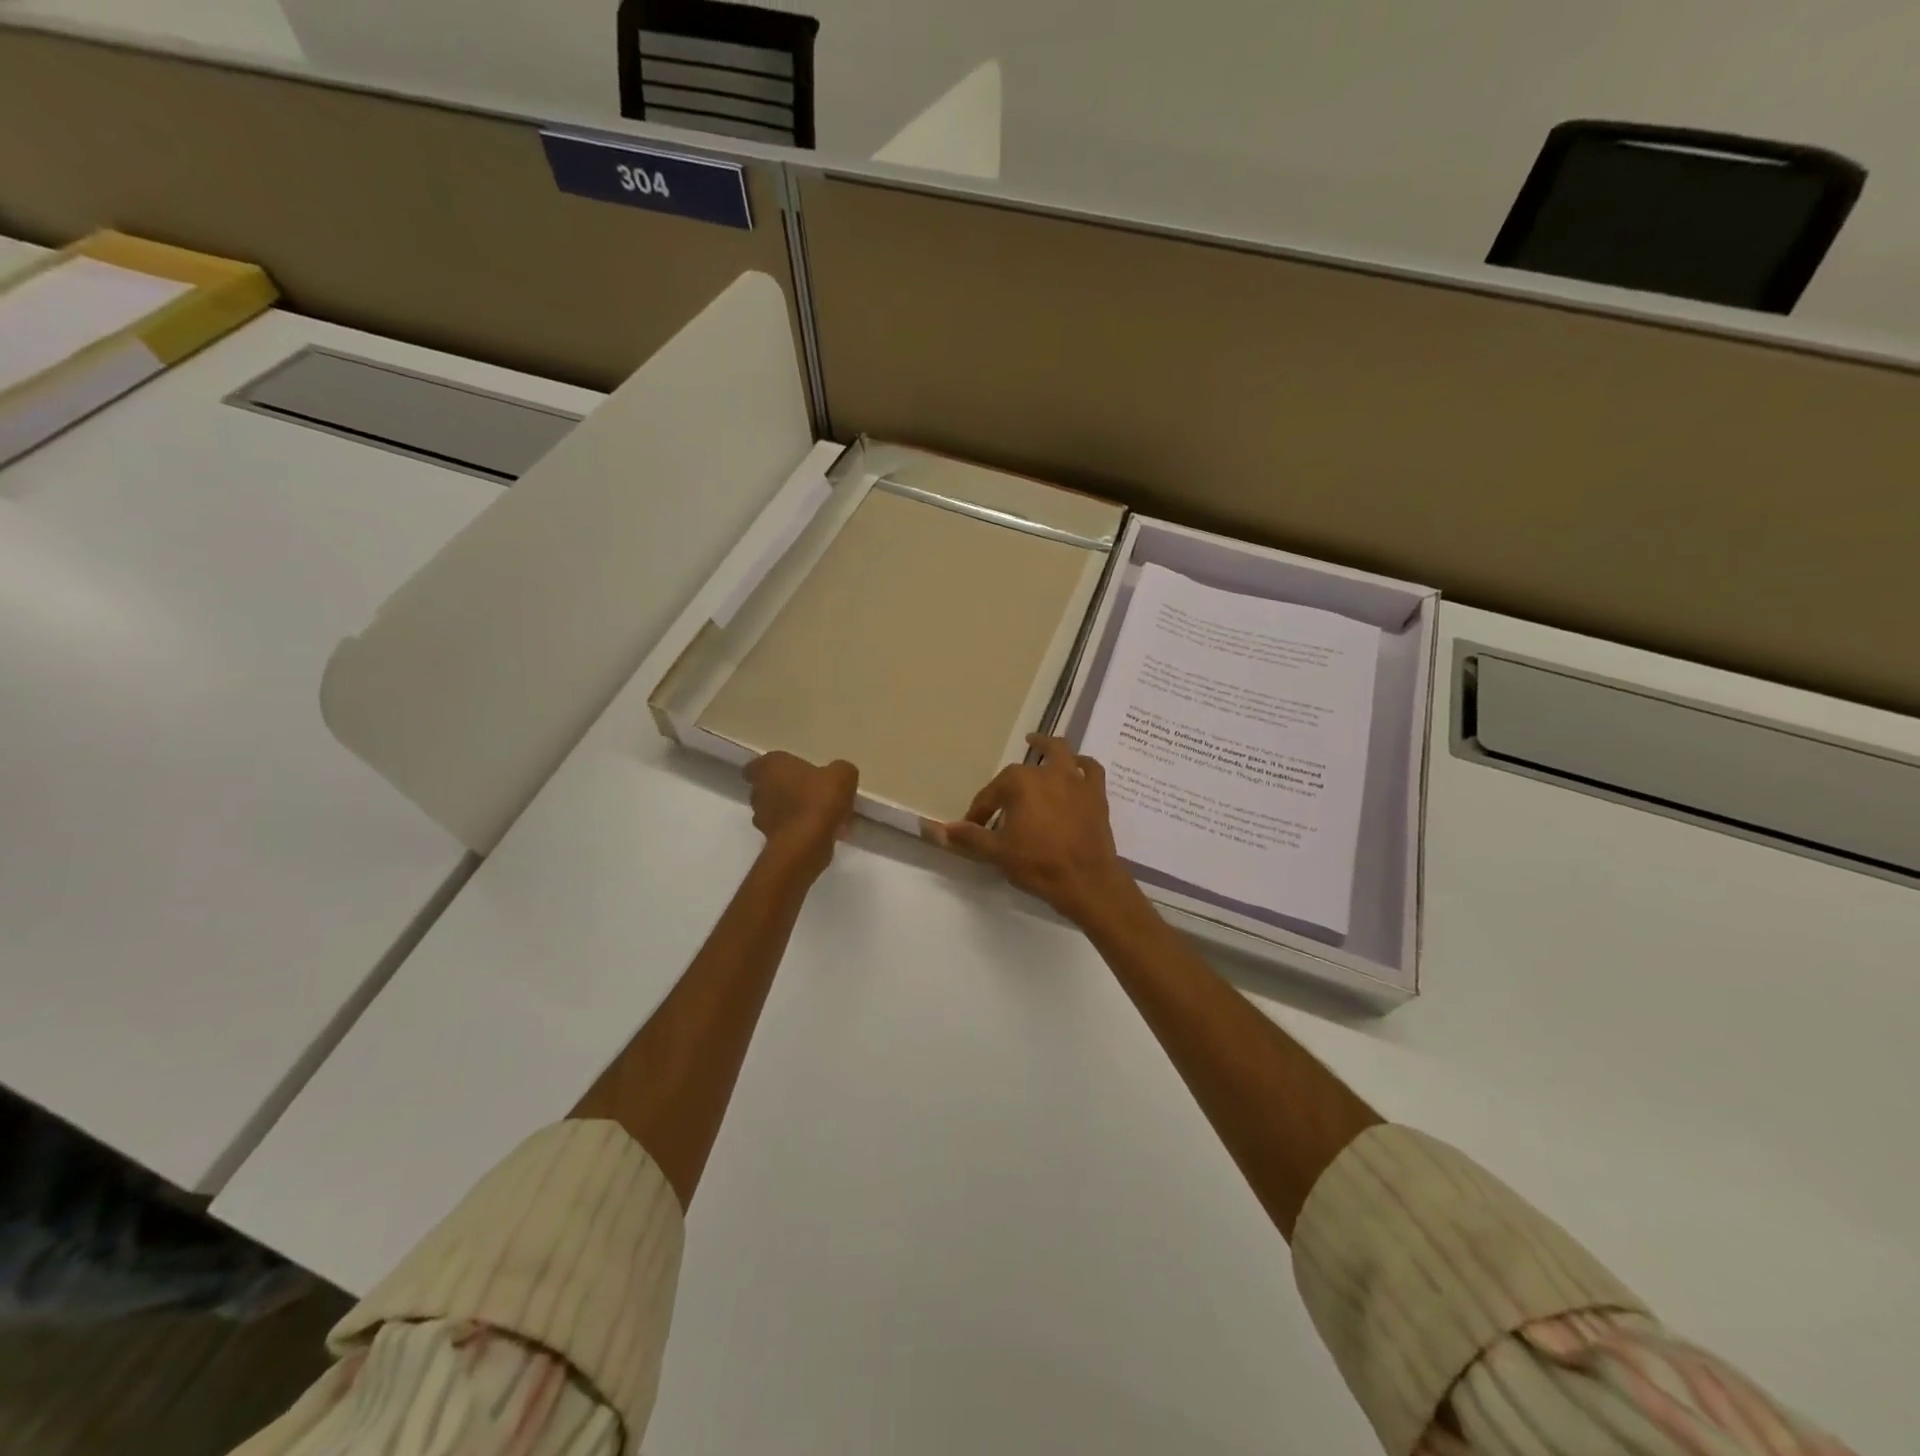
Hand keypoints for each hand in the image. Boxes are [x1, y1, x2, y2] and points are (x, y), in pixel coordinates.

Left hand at [744, 752, 858, 878]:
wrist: (808, 843)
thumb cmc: (819, 799)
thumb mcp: (842, 774)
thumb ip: (839, 770)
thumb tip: (836, 775)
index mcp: (770, 767)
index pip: (756, 766)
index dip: (772, 769)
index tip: (789, 773)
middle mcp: (759, 791)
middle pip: (767, 788)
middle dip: (785, 790)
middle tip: (810, 792)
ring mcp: (762, 818)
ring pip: (776, 811)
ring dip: (792, 812)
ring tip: (819, 815)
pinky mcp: (770, 841)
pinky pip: (786, 830)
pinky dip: (799, 830)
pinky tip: (821, 832)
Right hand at [937, 735, 1137, 925]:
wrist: (1088, 881)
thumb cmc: (1039, 864)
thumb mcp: (997, 853)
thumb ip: (968, 837)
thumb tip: (936, 829)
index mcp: (1020, 783)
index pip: (991, 795)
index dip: (979, 812)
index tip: (973, 828)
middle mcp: (1047, 773)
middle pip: (1021, 773)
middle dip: (1006, 788)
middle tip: (999, 806)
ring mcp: (1075, 780)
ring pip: (1059, 753)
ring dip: (1045, 747)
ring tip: (1035, 743)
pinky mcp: (1096, 793)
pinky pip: (1090, 769)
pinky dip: (1081, 763)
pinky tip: (1075, 764)